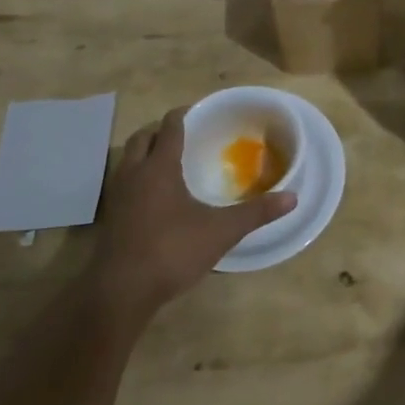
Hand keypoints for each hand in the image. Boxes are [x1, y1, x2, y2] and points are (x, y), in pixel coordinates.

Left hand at [91, 107, 296, 319]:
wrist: (121, 292)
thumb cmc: (172, 251)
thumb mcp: (222, 231)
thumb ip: (257, 212)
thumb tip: (293, 197)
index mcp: (159, 168)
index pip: (170, 127)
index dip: (185, 115)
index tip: (202, 112)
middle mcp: (134, 174)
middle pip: (143, 137)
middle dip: (162, 130)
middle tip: (187, 134)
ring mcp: (118, 195)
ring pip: (129, 158)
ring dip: (147, 152)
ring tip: (172, 161)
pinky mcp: (111, 216)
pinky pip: (124, 181)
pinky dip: (139, 176)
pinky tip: (157, 195)